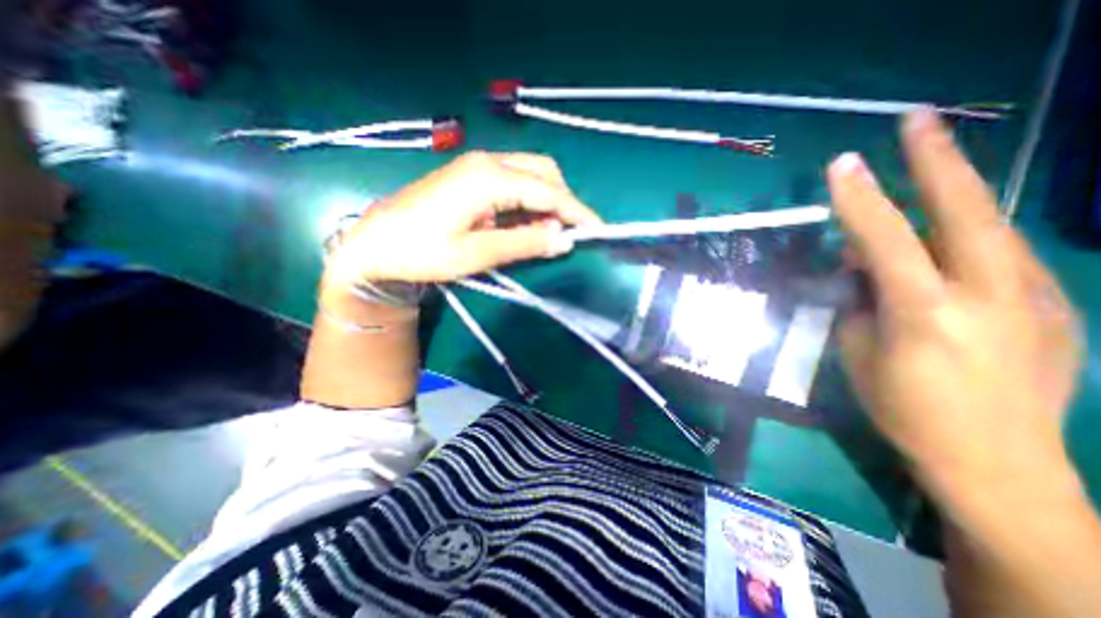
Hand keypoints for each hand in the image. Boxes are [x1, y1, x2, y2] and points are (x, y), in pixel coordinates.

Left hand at [327, 153, 599, 282]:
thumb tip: (565, 241)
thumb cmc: (422, 252)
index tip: (598, 230)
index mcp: (488, 179)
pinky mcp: (471, 178)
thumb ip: (524, 244)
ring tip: (547, 235)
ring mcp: (477, 167)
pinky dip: (528, 203)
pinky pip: (513, 183)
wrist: (374, 245)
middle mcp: (487, 163)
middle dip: (563, 202)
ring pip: (530, 175)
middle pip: (543, 173)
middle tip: (570, 234)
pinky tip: (525, 225)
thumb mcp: (476, 254)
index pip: (547, 191)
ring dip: (546, 203)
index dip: (576, 211)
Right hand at [830, 109, 1080, 490]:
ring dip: (956, 190)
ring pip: (991, 225)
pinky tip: (948, 241)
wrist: (999, 463)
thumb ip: (860, 303)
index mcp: (926, 312)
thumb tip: (862, 267)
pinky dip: (968, 237)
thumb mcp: (858, 353)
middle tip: (917, 119)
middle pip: (965, 211)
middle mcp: (989, 294)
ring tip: (931, 164)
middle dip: (937, 160)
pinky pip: (1003, 256)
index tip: (843, 164)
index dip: (861, 200)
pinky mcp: (1055, 307)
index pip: (885, 240)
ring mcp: (1036, 298)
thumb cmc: (904, 410)